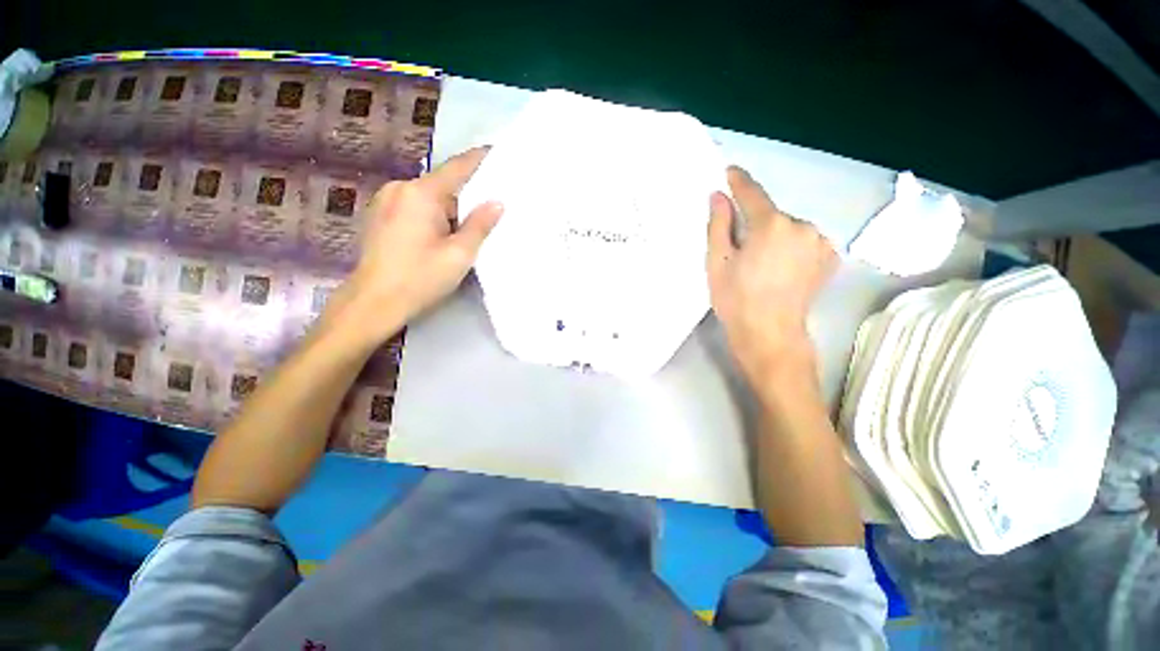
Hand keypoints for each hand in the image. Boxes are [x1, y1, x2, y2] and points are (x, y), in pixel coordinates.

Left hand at [328, 147, 502, 345]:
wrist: (373, 303)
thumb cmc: (420, 278)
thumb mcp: (459, 254)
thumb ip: (479, 225)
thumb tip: (498, 202)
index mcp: (420, 193)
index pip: (457, 168)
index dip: (479, 159)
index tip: (497, 151)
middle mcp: (400, 188)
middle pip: (442, 184)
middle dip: (466, 195)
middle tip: (490, 207)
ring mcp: (386, 201)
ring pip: (429, 197)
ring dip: (449, 209)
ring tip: (467, 227)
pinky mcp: (380, 215)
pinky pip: (415, 206)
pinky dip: (433, 215)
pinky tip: (442, 235)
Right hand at [708, 166, 837, 387]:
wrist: (769, 333)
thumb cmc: (735, 298)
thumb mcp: (717, 261)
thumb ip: (718, 224)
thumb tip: (718, 196)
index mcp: (770, 224)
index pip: (752, 193)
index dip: (739, 182)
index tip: (730, 172)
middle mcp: (801, 225)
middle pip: (771, 214)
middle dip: (755, 223)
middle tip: (740, 246)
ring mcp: (820, 241)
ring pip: (788, 228)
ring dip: (773, 236)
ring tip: (761, 263)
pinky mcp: (829, 257)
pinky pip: (804, 241)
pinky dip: (790, 246)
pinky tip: (781, 268)